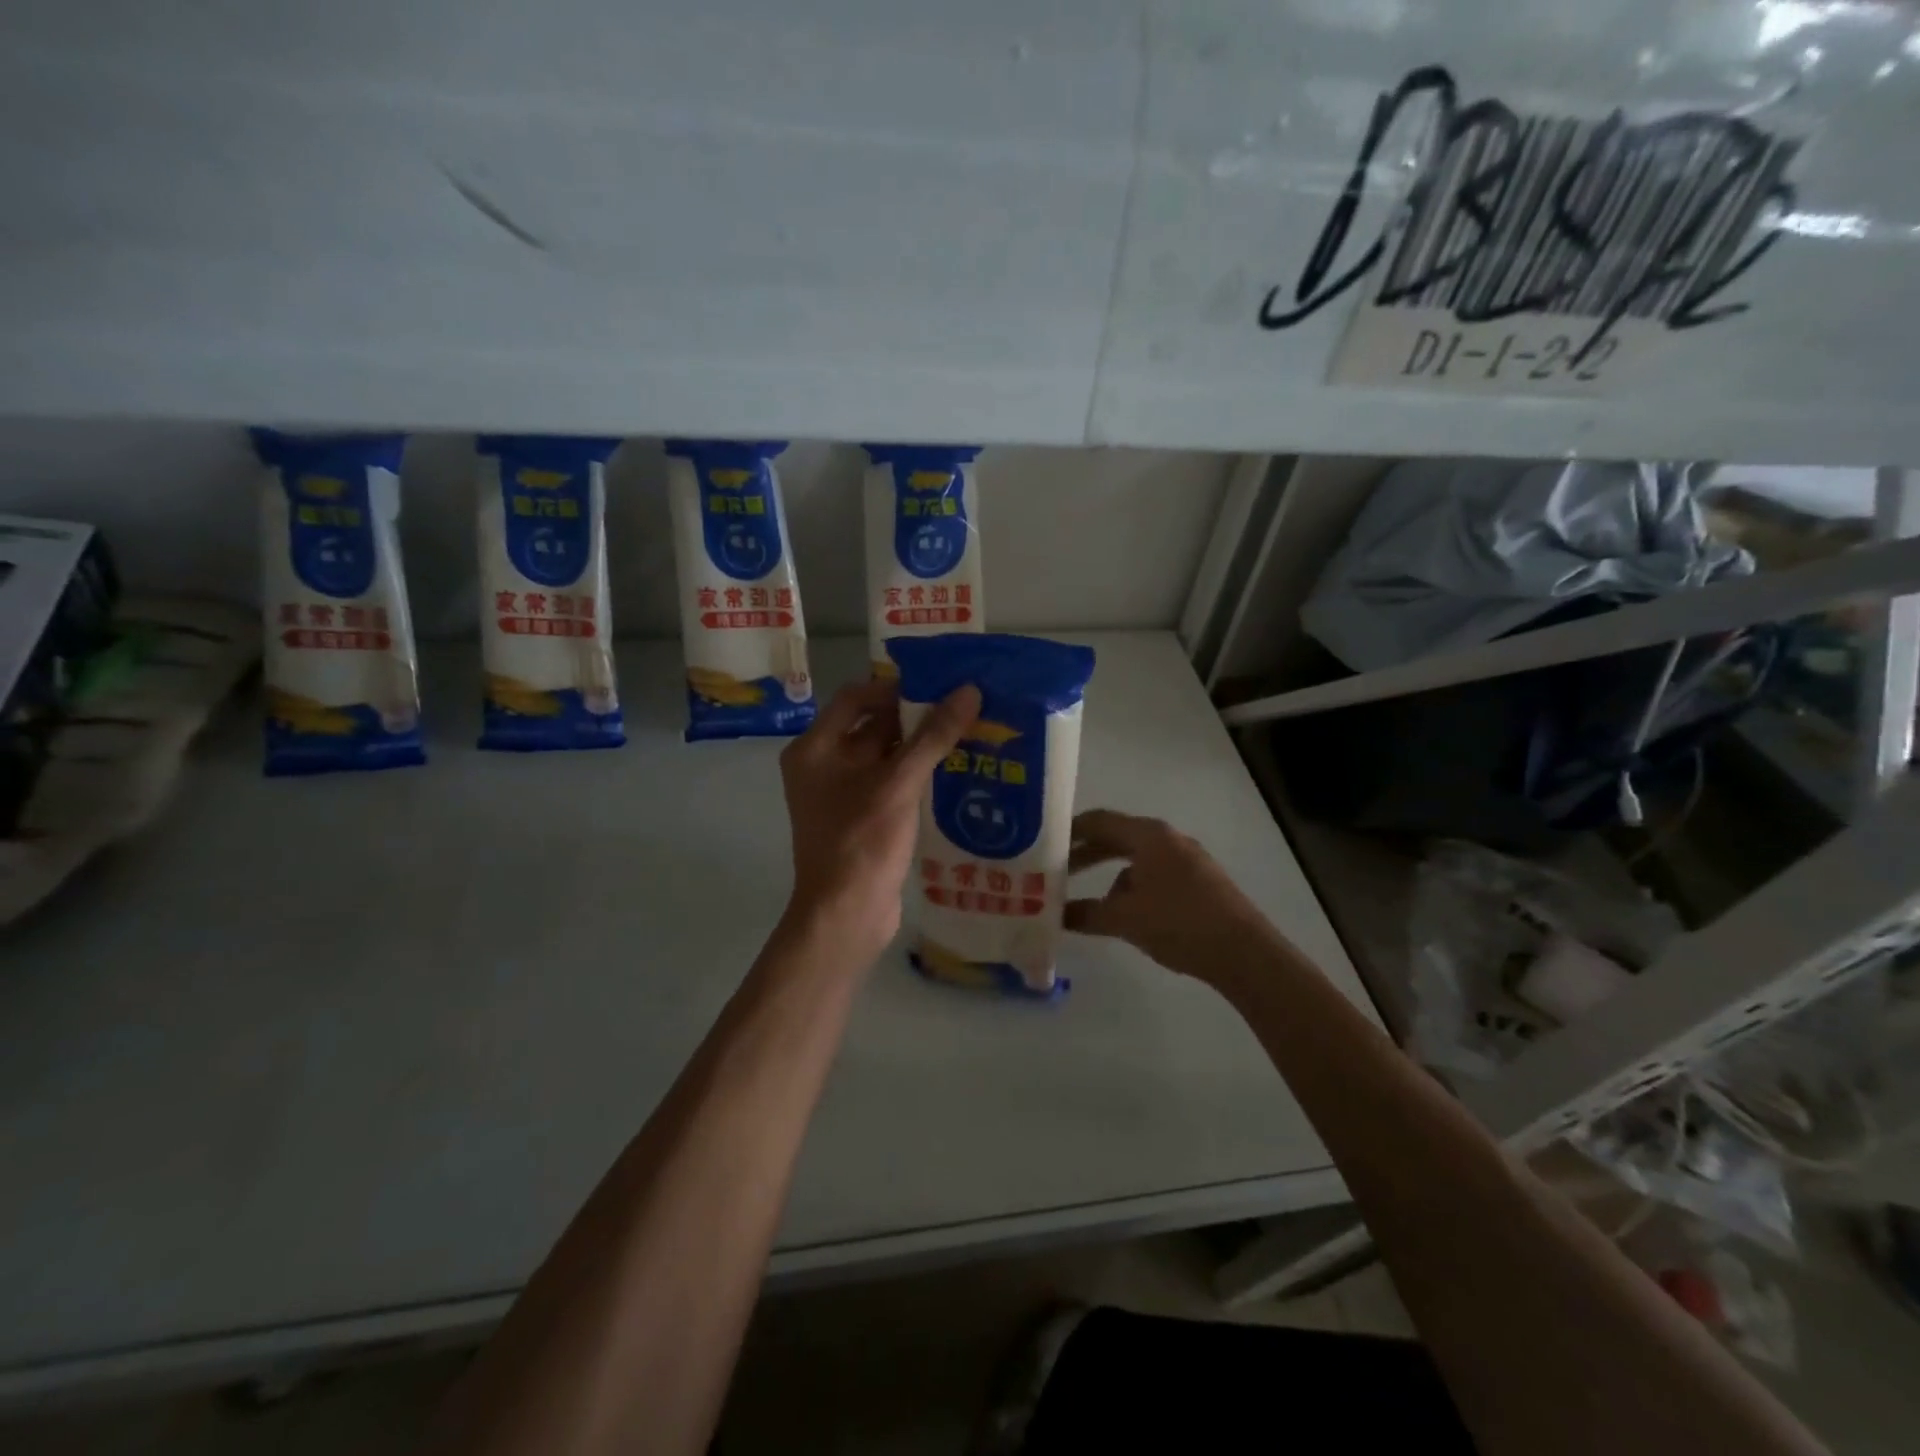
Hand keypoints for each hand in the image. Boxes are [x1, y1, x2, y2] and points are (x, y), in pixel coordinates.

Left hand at [779, 677, 981, 961]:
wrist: (846, 916)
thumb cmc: (862, 841)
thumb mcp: (899, 783)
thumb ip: (933, 736)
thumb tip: (969, 691)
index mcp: (815, 748)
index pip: (855, 698)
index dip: (895, 688)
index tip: (938, 687)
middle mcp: (822, 765)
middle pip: (872, 726)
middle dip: (915, 717)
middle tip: (962, 707)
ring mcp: (841, 794)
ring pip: (885, 757)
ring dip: (921, 747)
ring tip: (968, 733)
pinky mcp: (861, 819)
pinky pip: (890, 784)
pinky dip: (917, 775)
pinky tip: (956, 770)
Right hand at [1064, 809, 1280, 981]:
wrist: (1244, 952)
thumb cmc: (1178, 922)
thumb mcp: (1124, 919)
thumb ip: (1086, 913)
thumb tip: (1056, 915)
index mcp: (1148, 836)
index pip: (1099, 821)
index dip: (1070, 831)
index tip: (1045, 843)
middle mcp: (1168, 839)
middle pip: (1118, 838)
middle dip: (1087, 854)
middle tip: (1058, 870)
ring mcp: (1188, 859)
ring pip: (1137, 859)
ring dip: (1110, 875)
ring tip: (1090, 901)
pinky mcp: (1200, 882)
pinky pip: (1155, 874)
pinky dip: (1134, 888)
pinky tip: (1128, 915)